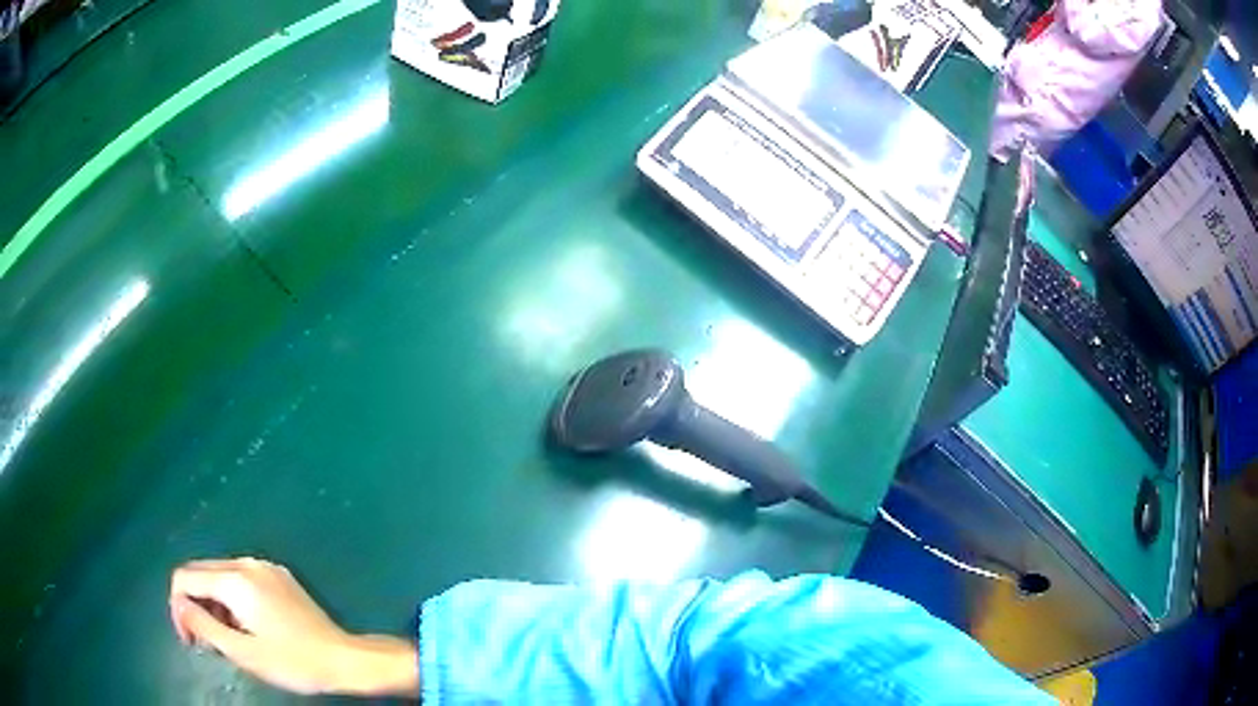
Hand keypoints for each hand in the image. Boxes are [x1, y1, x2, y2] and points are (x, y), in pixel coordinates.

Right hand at [169, 557, 418, 697]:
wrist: (343, 659)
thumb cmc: (292, 662)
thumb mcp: (242, 652)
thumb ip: (203, 625)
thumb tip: (179, 605)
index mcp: (234, 579)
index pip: (184, 578)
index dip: (178, 608)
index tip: (191, 641)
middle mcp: (246, 563)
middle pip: (201, 573)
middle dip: (194, 604)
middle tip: (206, 643)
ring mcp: (265, 567)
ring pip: (220, 576)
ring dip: (213, 604)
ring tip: (227, 639)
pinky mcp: (279, 577)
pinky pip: (241, 580)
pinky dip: (232, 600)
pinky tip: (246, 627)